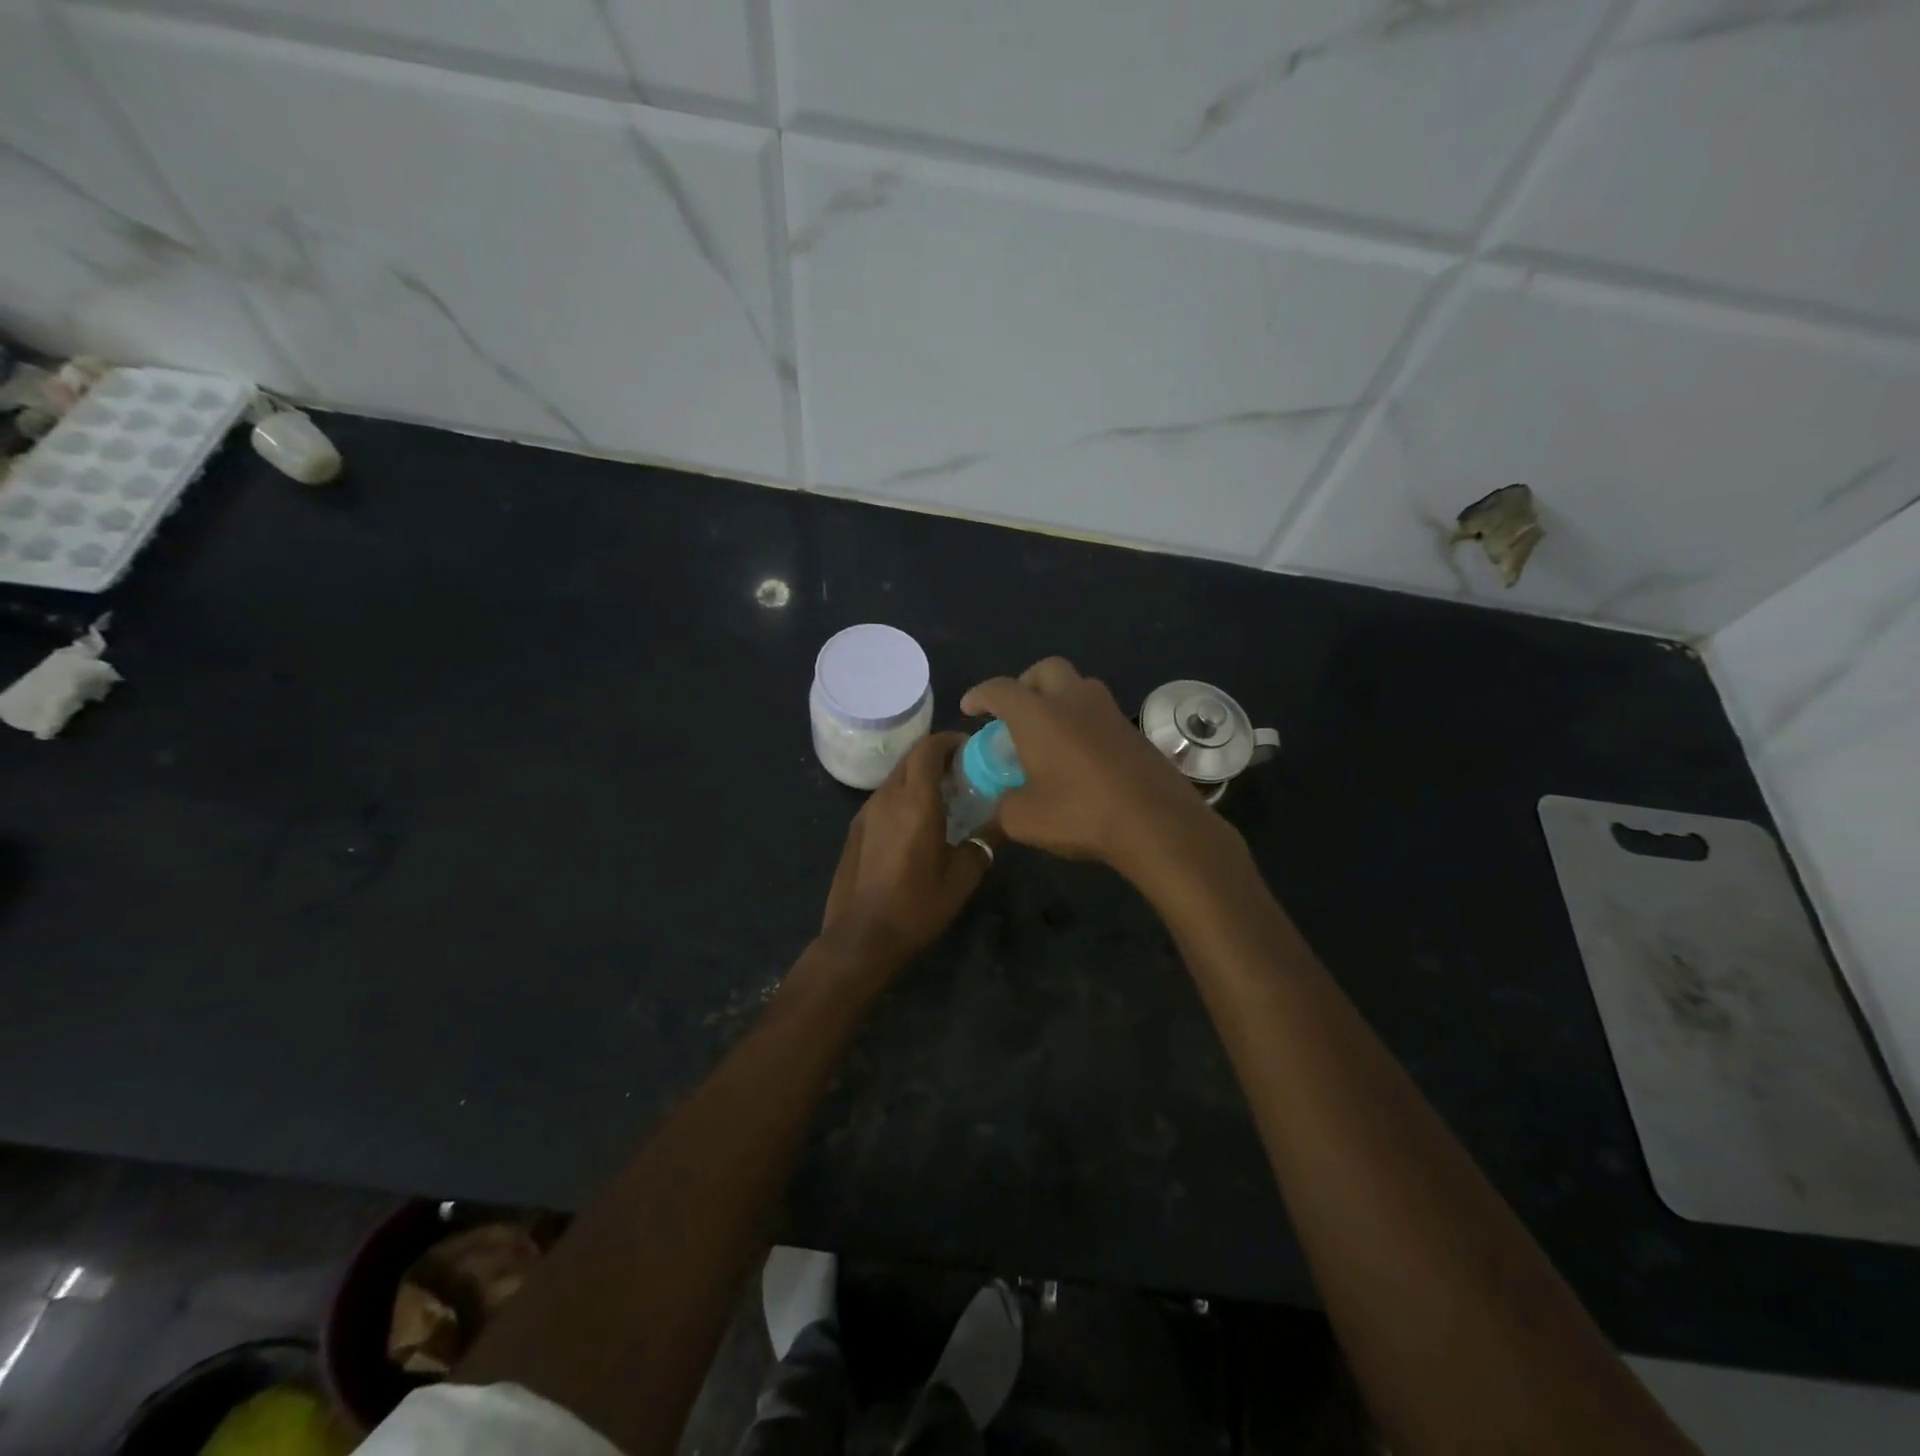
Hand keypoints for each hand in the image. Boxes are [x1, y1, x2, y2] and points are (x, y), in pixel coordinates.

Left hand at [818, 732, 991, 973]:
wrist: (860, 938)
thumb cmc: (916, 906)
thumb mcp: (961, 878)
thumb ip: (982, 843)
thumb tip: (998, 825)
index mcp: (914, 801)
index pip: (929, 748)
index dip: (950, 740)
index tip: (971, 749)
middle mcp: (886, 797)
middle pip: (911, 757)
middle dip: (937, 756)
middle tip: (963, 773)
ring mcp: (865, 812)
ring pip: (895, 777)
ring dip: (919, 777)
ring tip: (944, 798)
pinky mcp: (855, 830)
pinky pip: (883, 798)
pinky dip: (904, 796)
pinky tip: (917, 824)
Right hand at [960, 658, 1227, 878]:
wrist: (1157, 823)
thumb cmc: (1080, 814)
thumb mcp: (1024, 819)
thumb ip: (1003, 806)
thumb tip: (1003, 803)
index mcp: (1038, 714)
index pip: (1000, 690)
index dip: (980, 695)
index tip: (970, 708)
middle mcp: (1073, 701)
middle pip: (1046, 670)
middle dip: (1026, 684)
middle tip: (1016, 713)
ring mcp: (1109, 713)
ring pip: (1078, 687)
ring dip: (1059, 700)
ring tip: (1049, 734)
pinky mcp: (1134, 732)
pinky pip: (1099, 714)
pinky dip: (1083, 723)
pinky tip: (1080, 756)